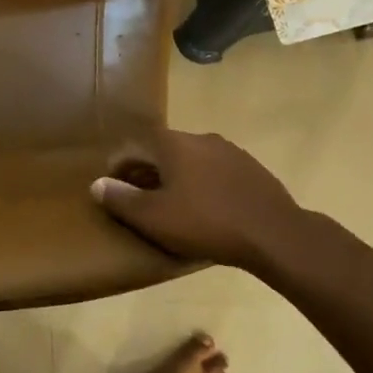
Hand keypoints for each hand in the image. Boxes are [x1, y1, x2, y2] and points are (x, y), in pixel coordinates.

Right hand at [90, 130, 318, 273]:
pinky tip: (207, 210)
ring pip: (191, 161)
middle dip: (147, 174)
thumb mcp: (154, 217)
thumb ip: (121, 199)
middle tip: (141, 202)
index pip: (133, 148)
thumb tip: (97, 184)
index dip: (119, 170)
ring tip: (174, 208)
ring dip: (177, 179)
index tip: (114, 192)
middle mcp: (200, 138)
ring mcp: (230, 151)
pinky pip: (215, 172)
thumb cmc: (206, 222)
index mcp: (173, 143)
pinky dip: (203, 185)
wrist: (274, 234)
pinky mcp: (251, 168)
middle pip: (162, 152)